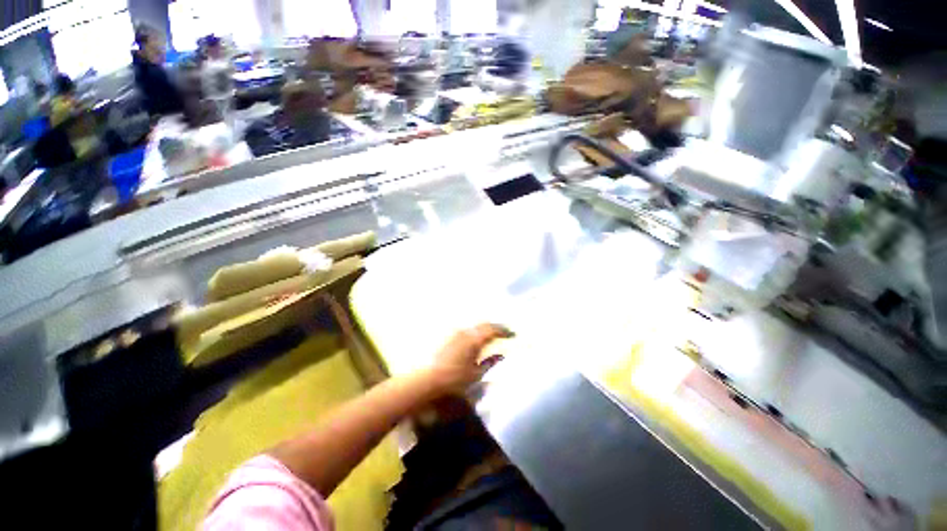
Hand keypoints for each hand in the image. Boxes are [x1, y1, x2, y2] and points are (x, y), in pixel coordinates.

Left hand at [427, 323, 513, 394]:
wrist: (427, 379)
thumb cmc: (453, 379)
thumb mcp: (476, 374)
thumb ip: (491, 362)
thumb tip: (502, 355)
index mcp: (474, 339)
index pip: (493, 329)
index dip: (504, 330)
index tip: (513, 334)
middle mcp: (465, 331)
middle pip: (484, 325)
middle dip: (495, 328)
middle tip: (503, 333)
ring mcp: (455, 332)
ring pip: (474, 326)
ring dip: (484, 329)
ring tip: (491, 336)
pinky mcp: (448, 335)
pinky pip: (466, 330)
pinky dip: (474, 332)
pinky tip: (475, 339)